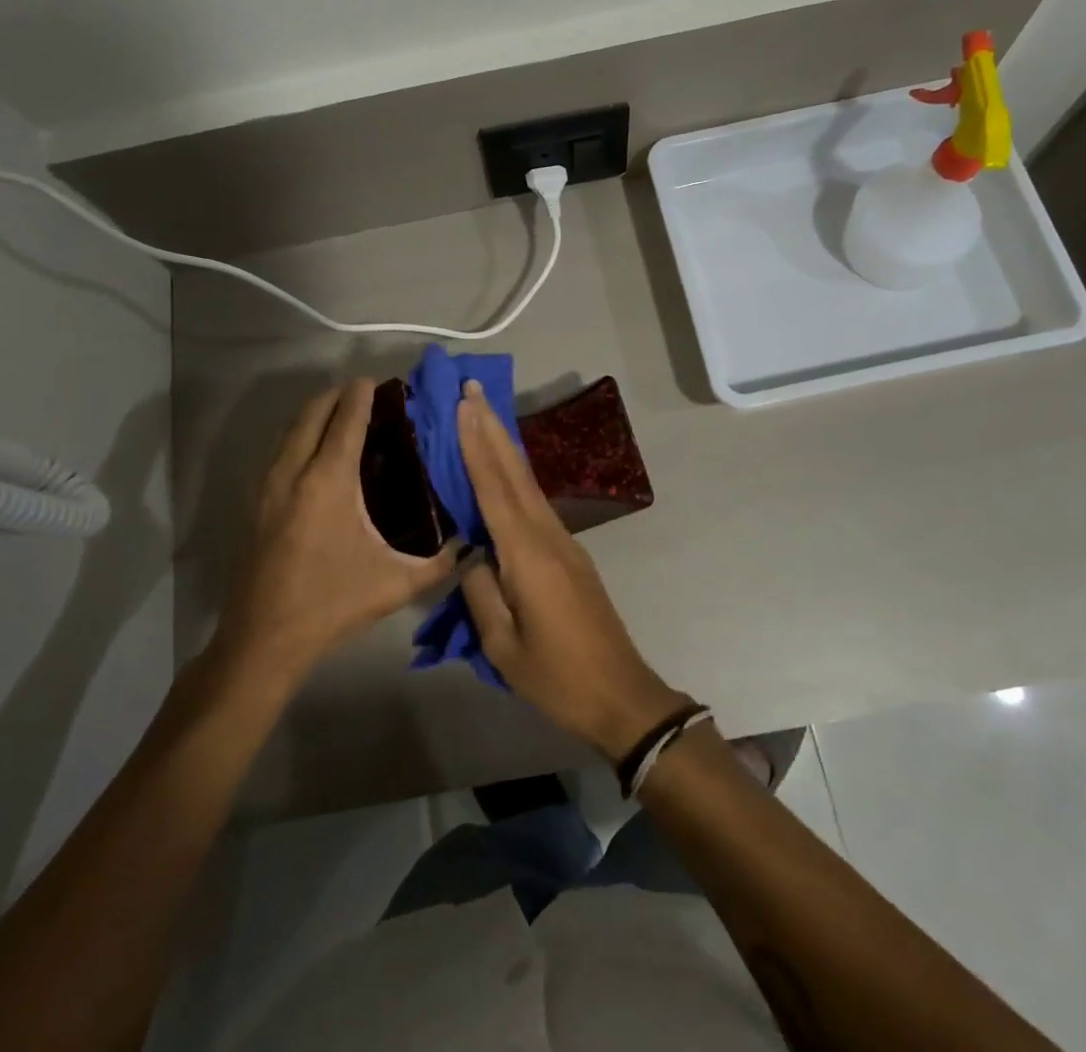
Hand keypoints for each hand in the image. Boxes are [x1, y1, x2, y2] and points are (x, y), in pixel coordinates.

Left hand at [213, 380, 458, 684]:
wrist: (264, 639)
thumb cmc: (331, 604)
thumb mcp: (395, 584)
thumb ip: (439, 563)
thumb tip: (470, 546)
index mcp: (328, 481)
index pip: (345, 419)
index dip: (361, 395)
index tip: (376, 381)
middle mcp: (293, 472)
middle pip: (312, 412)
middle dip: (336, 395)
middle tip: (363, 395)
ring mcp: (268, 486)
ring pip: (290, 429)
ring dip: (315, 413)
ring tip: (342, 417)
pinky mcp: (255, 503)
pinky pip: (279, 450)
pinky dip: (299, 436)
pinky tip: (316, 455)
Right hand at [455, 380, 690, 758]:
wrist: (621, 694)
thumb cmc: (557, 676)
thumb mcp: (503, 645)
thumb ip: (480, 591)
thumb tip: (470, 553)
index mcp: (527, 554)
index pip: (494, 488)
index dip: (476, 445)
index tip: (464, 406)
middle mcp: (547, 535)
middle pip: (515, 472)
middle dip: (492, 429)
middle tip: (472, 391)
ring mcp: (563, 542)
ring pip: (527, 483)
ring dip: (504, 447)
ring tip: (483, 417)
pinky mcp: (569, 553)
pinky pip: (534, 503)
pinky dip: (514, 477)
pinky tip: (504, 471)